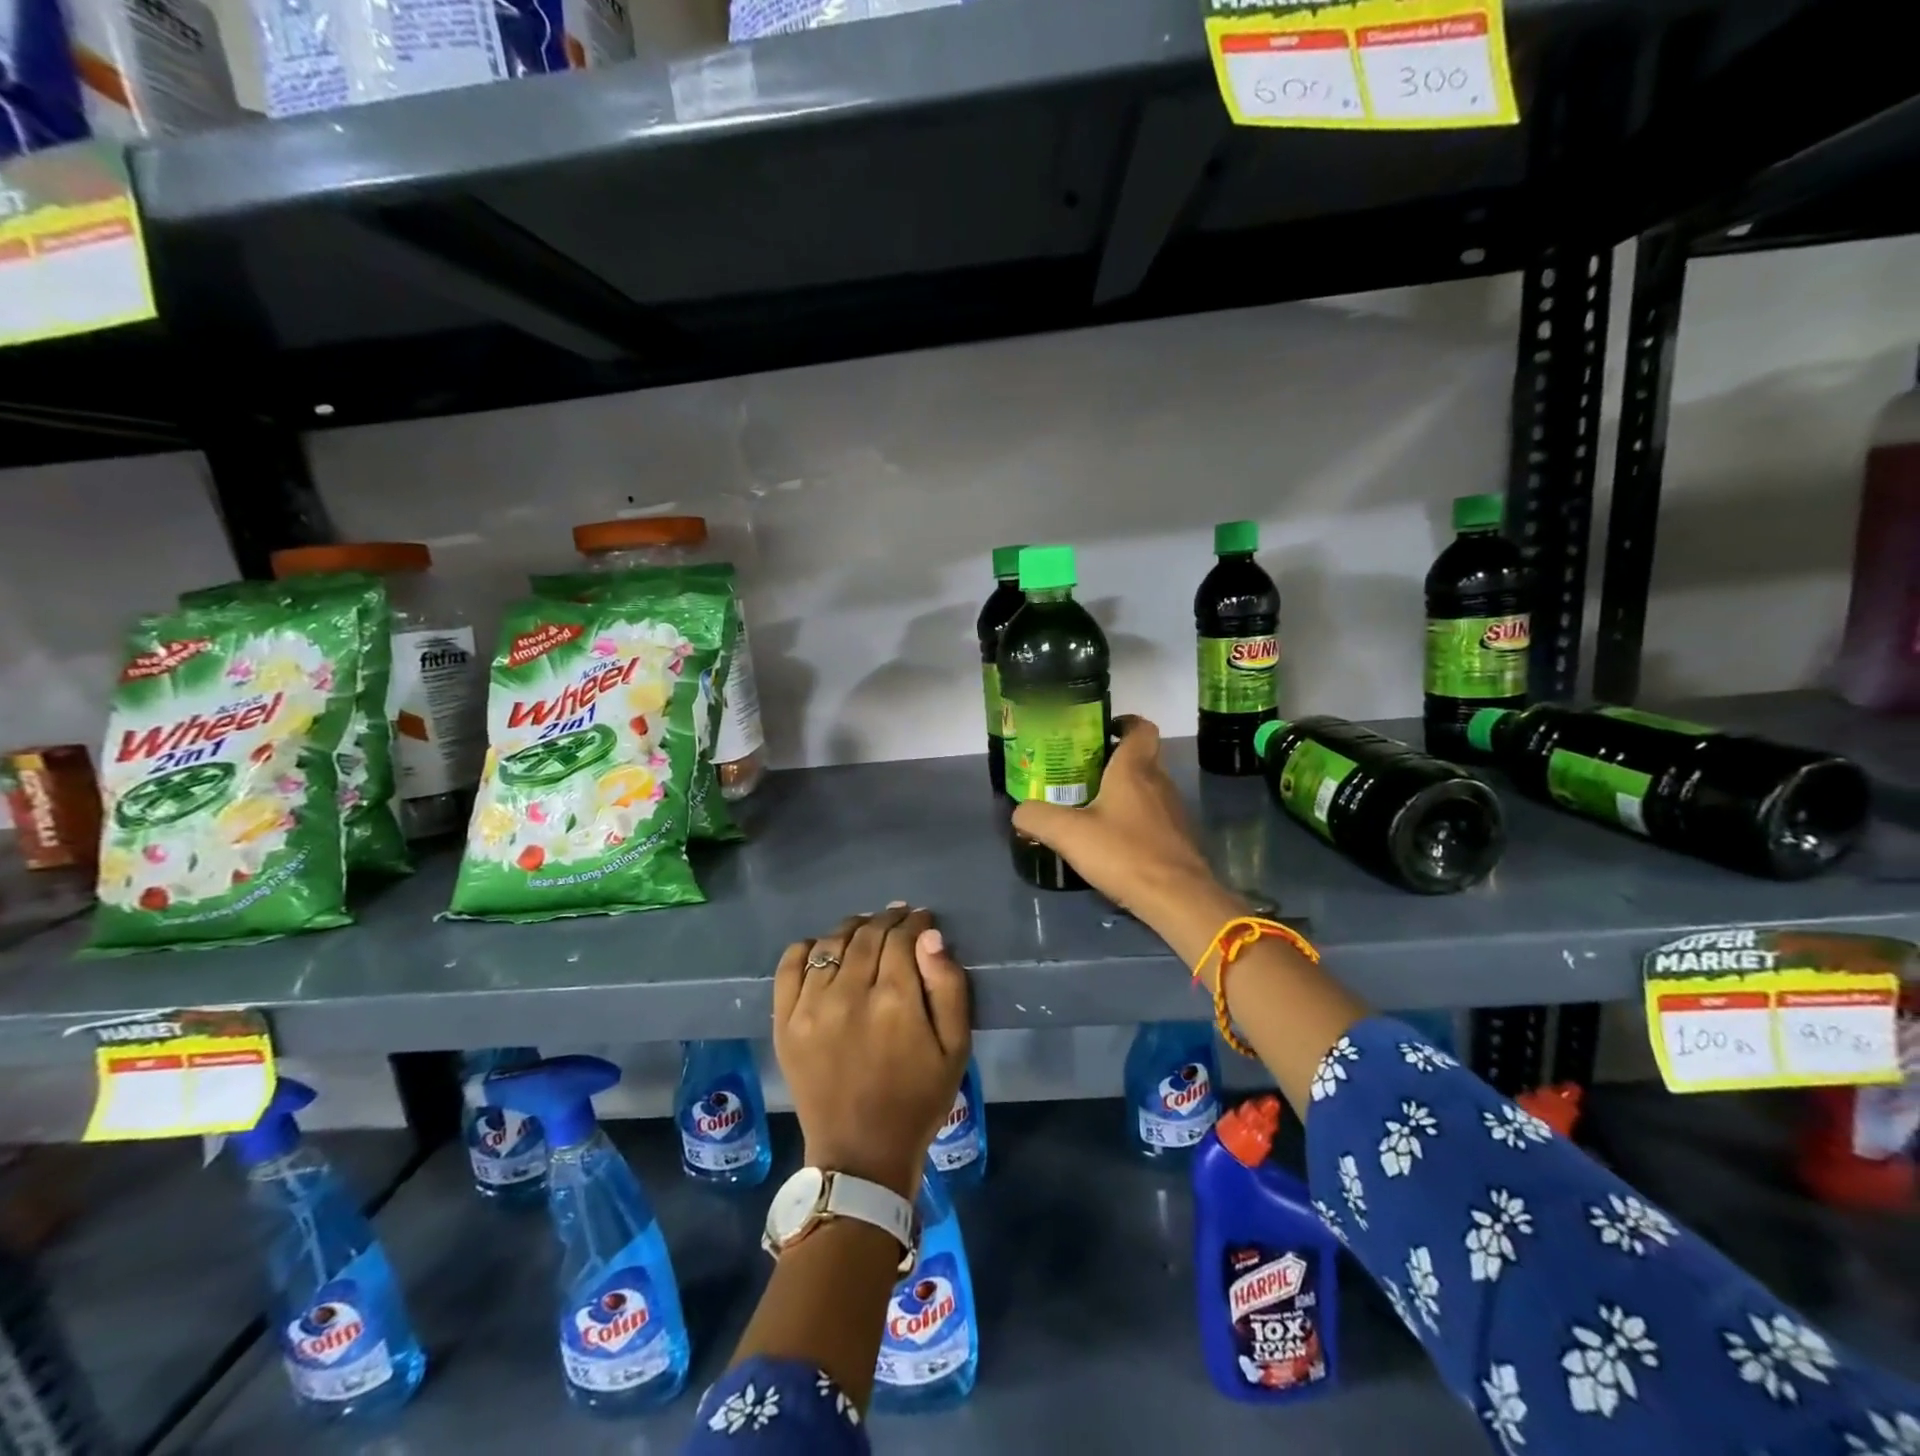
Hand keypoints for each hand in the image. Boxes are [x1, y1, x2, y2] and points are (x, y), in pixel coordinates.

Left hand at [774, 905, 971, 1199]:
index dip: (915, 922)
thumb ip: (948, 986)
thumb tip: (930, 936)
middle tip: (898, 917)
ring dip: (852, 928)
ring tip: (865, 929)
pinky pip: (790, 965)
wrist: (860, 1153)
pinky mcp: (785, 1022)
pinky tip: (823, 948)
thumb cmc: (917, 1099)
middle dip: (888, 919)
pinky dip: (807, 947)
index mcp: (895, 1001)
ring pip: (831, 943)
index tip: (922, 919)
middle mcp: (849, 994)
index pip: (902, 938)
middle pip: (868, 935)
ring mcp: (811, 1007)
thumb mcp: (956, 1048)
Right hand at [1011, 716, 1225, 931]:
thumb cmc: (1123, 852)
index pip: (1140, 727)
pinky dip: (1134, 821)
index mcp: (1134, 769)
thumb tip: (1020, 811)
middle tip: (1081, 773)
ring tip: (1091, 809)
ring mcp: (1173, 811)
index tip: (1102, 730)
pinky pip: (1154, 817)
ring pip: (1147, 789)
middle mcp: (1159, 782)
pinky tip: (1113, 841)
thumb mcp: (1068, 833)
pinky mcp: (1179, 838)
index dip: (1124, 722)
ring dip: (1123, 793)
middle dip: (1113, 762)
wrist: (1177, 898)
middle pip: (1140, 758)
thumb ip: (1037, 817)